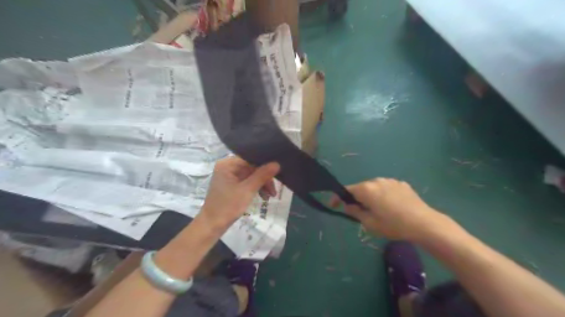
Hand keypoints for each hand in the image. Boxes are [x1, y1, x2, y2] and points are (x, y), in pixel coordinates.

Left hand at [199, 156, 279, 232]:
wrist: (212, 225)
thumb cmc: (228, 206)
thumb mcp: (248, 190)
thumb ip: (262, 175)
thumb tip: (277, 163)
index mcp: (228, 164)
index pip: (251, 159)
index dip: (265, 166)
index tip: (278, 175)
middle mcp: (227, 166)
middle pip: (252, 167)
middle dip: (264, 178)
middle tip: (274, 191)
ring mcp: (229, 176)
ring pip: (251, 175)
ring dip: (262, 184)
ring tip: (271, 196)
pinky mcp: (231, 184)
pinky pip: (247, 181)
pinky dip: (255, 187)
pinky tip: (263, 196)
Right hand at [332, 178, 458, 241]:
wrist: (424, 223)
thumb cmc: (393, 225)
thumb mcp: (370, 223)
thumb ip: (355, 212)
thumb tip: (347, 205)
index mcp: (366, 189)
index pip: (346, 190)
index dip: (337, 197)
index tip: (334, 205)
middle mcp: (376, 180)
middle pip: (360, 188)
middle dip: (357, 198)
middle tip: (359, 211)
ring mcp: (390, 181)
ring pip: (374, 187)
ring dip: (371, 196)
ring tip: (377, 209)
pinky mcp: (401, 183)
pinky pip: (386, 187)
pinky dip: (383, 194)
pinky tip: (391, 205)